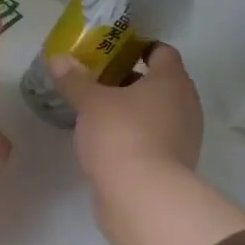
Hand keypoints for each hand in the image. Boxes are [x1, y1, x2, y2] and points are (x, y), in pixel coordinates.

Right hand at [50, 44, 204, 189]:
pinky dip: (136, 135)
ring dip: (134, 110)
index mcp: (172, 81)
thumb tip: (57, 58)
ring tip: (100, 114)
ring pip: (158, 112)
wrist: (142, 196)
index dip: (138, 48)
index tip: (112, 53)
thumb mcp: (90, 103)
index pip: (162, 52)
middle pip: (160, 83)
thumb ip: (74, 80)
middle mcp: (186, 104)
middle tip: (98, 83)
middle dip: (131, 81)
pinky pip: (155, 138)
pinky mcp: (174, 164)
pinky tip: (110, 142)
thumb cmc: (120, 135)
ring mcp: (184, 136)